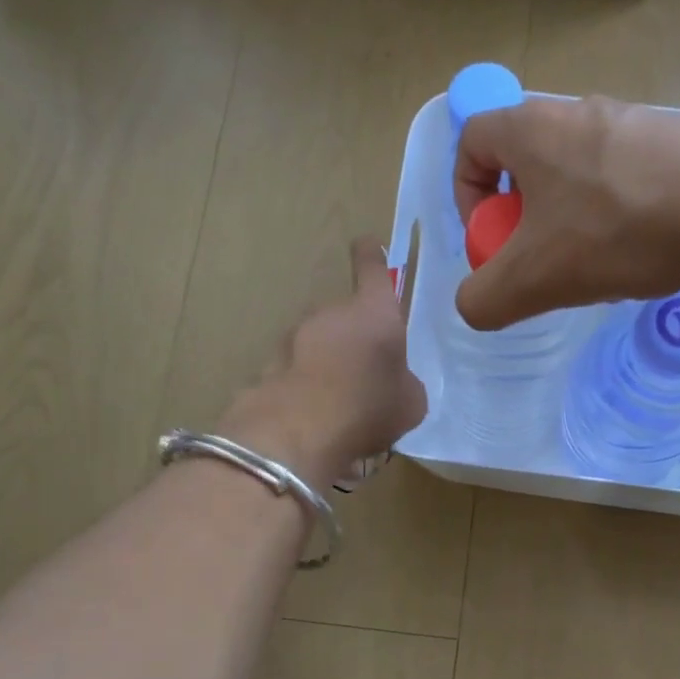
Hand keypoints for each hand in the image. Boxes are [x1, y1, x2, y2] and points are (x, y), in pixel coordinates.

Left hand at [222, 237, 426, 484]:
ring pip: (319, 343)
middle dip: (354, 338)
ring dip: (329, 363)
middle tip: (367, 375)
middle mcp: (331, 314)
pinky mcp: (269, 365)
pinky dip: (306, 385)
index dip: (371, 257)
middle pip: (345, 316)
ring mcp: (294, 337)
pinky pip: (297, 371)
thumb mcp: (411, 402)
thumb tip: (395, 382)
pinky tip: (314, 417)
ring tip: (340, 403)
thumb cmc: (368, 408)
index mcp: (374, 313)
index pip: (373, 271)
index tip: (367, 244)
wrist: (298, 434)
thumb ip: (405, 382)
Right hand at [453, 96, 679, 330]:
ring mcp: (635, 121)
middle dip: (522, 217)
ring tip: (597, 266)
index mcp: (533, 128)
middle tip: (542, 262)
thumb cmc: (620, 232)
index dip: (466, 193)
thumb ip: (483, 298)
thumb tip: (474, 304)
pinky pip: (625, 177)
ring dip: (570, 220)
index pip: (471, 140)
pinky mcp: (679, 140)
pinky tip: (644, 252)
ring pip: (577, 173)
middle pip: (526, 161)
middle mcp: (581, 111)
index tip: (491, 240)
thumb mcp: (534, 279)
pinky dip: (618, 215)